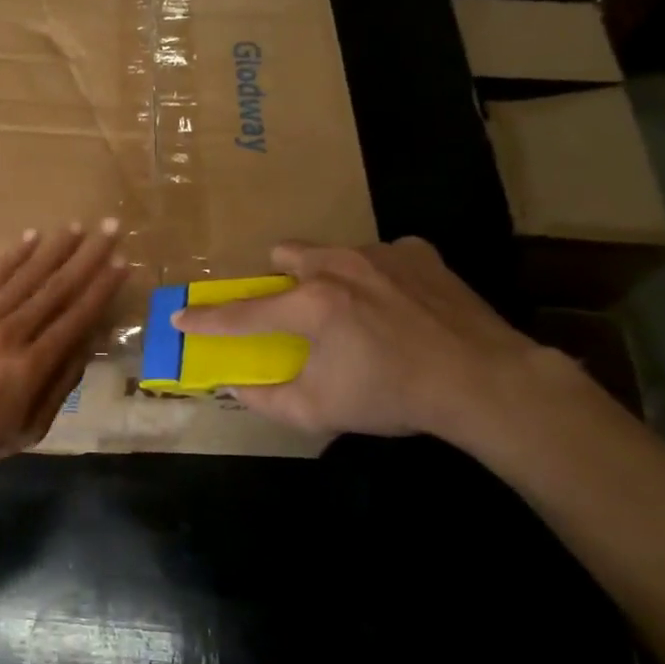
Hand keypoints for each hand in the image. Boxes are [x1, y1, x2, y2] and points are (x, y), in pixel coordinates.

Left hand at [0, 220, 127, 468]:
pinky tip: (30, 238)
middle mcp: (11, 334)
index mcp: (32, 366)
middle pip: (55, 289)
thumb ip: (61, 385)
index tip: (121, 263)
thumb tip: (87, 344)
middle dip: (87, 257)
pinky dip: (12, 257)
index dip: (101, 289)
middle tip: (110, 228)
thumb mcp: (30, 429)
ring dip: (54, 249)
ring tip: (76, 226)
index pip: (76, 318)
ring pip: (25, 277)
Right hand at [171, 237, 549, 440]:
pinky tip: (394, 305)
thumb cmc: (394, 396)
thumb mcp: (320, 411)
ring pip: (331, 251)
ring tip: (349, 309)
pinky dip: (374, 277)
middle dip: (277, 279)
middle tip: (291, 310)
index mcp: (310, 305)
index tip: (179, 316)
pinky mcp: (418, 252)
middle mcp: (338, 267)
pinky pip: (379, 256)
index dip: (205, 319)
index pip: (242, 313)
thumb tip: (235, 387)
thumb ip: (267, 400)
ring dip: (325, 275)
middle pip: (284, 255)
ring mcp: (381, 254)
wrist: (486, 381)